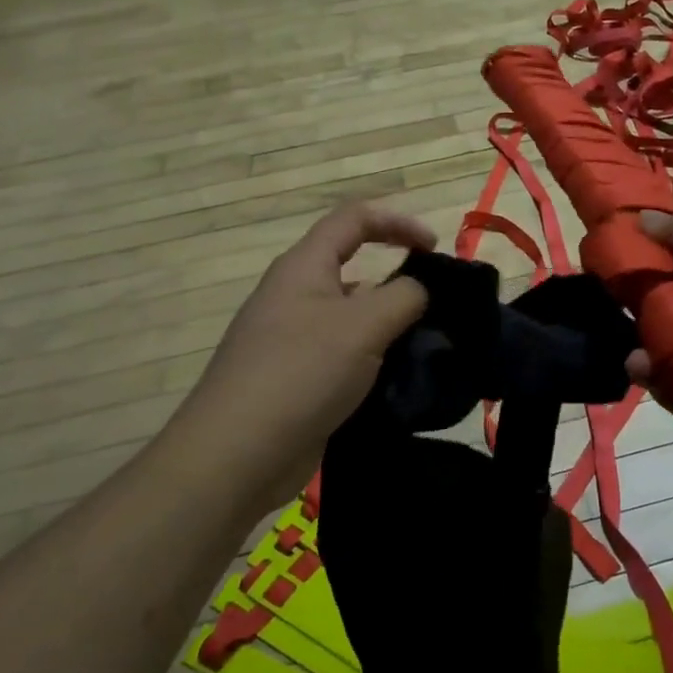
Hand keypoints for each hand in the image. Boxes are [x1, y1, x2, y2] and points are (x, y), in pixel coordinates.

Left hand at [174, 203, 435, 505]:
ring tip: (423, 352)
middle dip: (397, 283)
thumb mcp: (364, 324)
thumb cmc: (302, 372)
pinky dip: (371, 362)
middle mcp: (294, 295)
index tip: (435, 249)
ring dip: (387, 328)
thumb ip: (404, 296)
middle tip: (434, 311)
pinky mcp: (295, 379)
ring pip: (351, 318)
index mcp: (304, 267)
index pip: (353, 219)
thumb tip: (418, 291)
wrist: (237, 454)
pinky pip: (342, 356)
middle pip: (354, 270)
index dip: (397, 222)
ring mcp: (291, 340)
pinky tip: (394, 384)